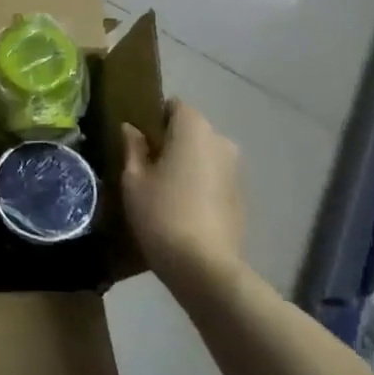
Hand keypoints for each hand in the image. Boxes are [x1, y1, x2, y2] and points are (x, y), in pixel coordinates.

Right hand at [122, 101, 243, 288]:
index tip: (139, 141)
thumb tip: (131, 129)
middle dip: (171, 142)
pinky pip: (215, 177)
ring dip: (187, 164)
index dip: (154, 118)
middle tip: (146, 167)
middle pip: (191, 130)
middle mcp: (221, 141)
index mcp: (194, 129)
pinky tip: (183, 209)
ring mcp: (236, 170)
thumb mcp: (134, 180)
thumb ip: (133, 148)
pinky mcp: (242, 197)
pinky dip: (200, 184)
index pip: (174, 106)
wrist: (206, 268)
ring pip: (204, 155)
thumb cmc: (162, 214)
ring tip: (164, 190)